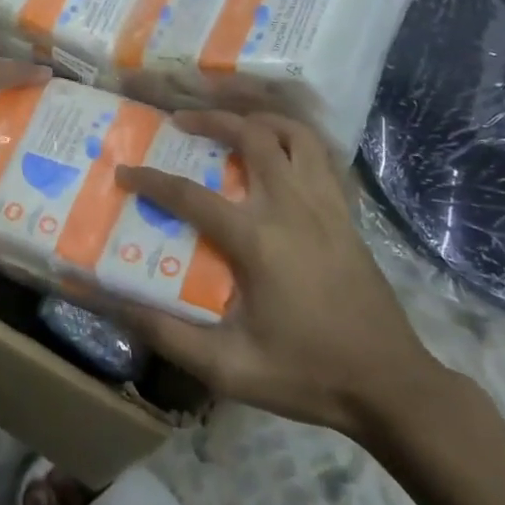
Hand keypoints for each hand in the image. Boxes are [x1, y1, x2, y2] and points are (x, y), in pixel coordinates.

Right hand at [116, 110, 446, 438]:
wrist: (390, 385)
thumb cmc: (306, 374)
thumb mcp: (229, 368)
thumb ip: (168, 333)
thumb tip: (114, 304)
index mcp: (257, 240)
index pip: (190, 195)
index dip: (150, 180)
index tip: (123, 171)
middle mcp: (291, 208)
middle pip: (250, 136)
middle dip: (210, 120)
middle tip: (181, 122)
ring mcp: (325, 206)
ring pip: (294, 134)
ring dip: (259, 119)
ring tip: (233, 124)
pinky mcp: (346, 214)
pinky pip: (321, 156)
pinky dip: (296, 140)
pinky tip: (279, 151)